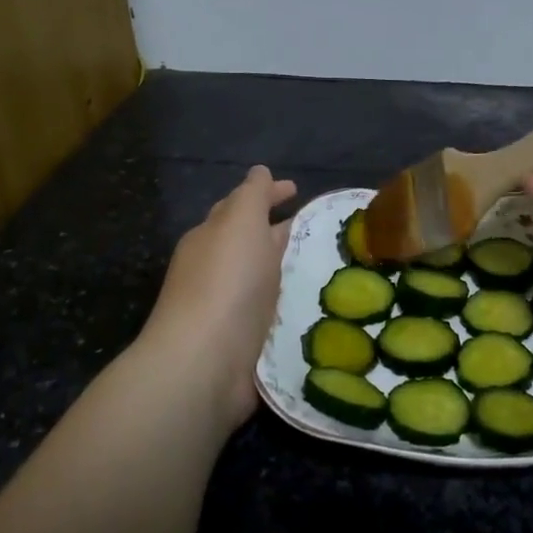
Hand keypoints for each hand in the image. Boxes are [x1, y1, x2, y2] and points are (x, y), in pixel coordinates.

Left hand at [142, 165, 296, 430]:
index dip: (268, 194)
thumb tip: (259, 171)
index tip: (298, 189)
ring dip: (288, 268)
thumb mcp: (240, 222)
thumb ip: (252, 195)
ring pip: (264, 278)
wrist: (205, 361)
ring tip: (327, 265)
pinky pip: (273, 312)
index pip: (240, 206)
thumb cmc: (225, 282)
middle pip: (250, 242)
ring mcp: (229, 308)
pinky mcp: (245, 342)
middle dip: (279, 230)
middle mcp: (216, 270)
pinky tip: (316, 304)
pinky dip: (290, 302)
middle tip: (320, 228)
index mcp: (211, 237)